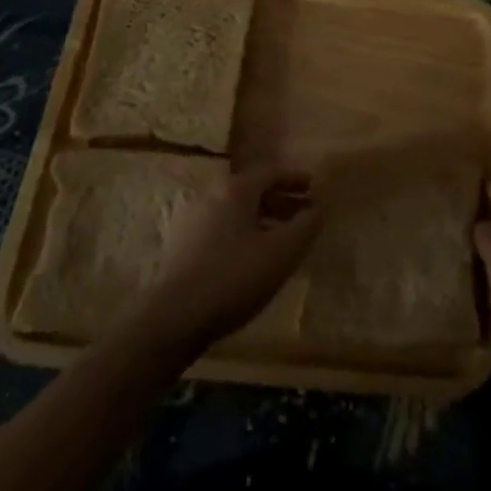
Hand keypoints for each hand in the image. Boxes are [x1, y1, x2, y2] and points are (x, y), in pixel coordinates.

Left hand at [134, 166, 321, 353]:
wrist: (172, 318)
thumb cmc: (233, 277)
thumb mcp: (282, 252)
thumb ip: (305, 226)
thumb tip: (318, 208)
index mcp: (235, 188)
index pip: (270, 172)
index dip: (294, 178)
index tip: (313, 186)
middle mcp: (211, 195)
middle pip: (252, 190)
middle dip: (280, 200)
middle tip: (302, 213)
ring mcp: (192, 220)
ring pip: (236, 210)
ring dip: (262, 218)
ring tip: (281, 238)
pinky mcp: (181, 245)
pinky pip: (221, 227)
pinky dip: (243, 232)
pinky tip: (252, 257)